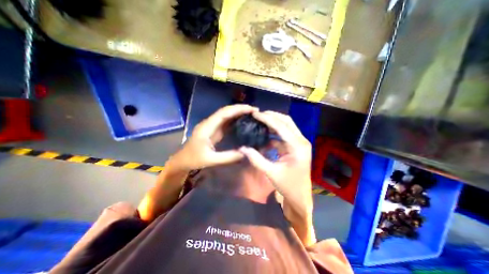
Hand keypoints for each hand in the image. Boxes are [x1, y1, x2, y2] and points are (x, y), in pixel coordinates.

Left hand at [170, 103, 256, 171]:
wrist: (182, 161)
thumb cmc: (193, 160)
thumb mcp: (210, 160)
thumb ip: (228, 157)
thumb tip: (245, 152)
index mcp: (207, 127)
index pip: (224, 113)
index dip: (238, 109)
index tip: (251, 109)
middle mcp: (209, 123)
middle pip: (226, 111)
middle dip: (240, 109)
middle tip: (255, 111)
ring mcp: (212, 126)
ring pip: (226, 115)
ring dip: (239, 113)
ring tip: (252, 114)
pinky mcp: (214, 131)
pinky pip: (226, 122)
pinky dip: (235, 120)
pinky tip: (243, 122)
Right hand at [241, 112, 312, 222]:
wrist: (300, 197)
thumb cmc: (288, 186)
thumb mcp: (271, 172)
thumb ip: (256, 159)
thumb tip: (243, 148)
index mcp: (297, 146)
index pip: (281, 126)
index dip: (267, 119)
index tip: (255, 114)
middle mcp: (301, 141)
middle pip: (287, 121)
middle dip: (272, 116)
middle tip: (258, 115)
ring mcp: (300, 143)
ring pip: (287, 126)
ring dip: (274, 122)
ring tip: (260, 120)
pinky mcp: (296, 147)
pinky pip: (284, 135)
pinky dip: (275, 133)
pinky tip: (265, 134)